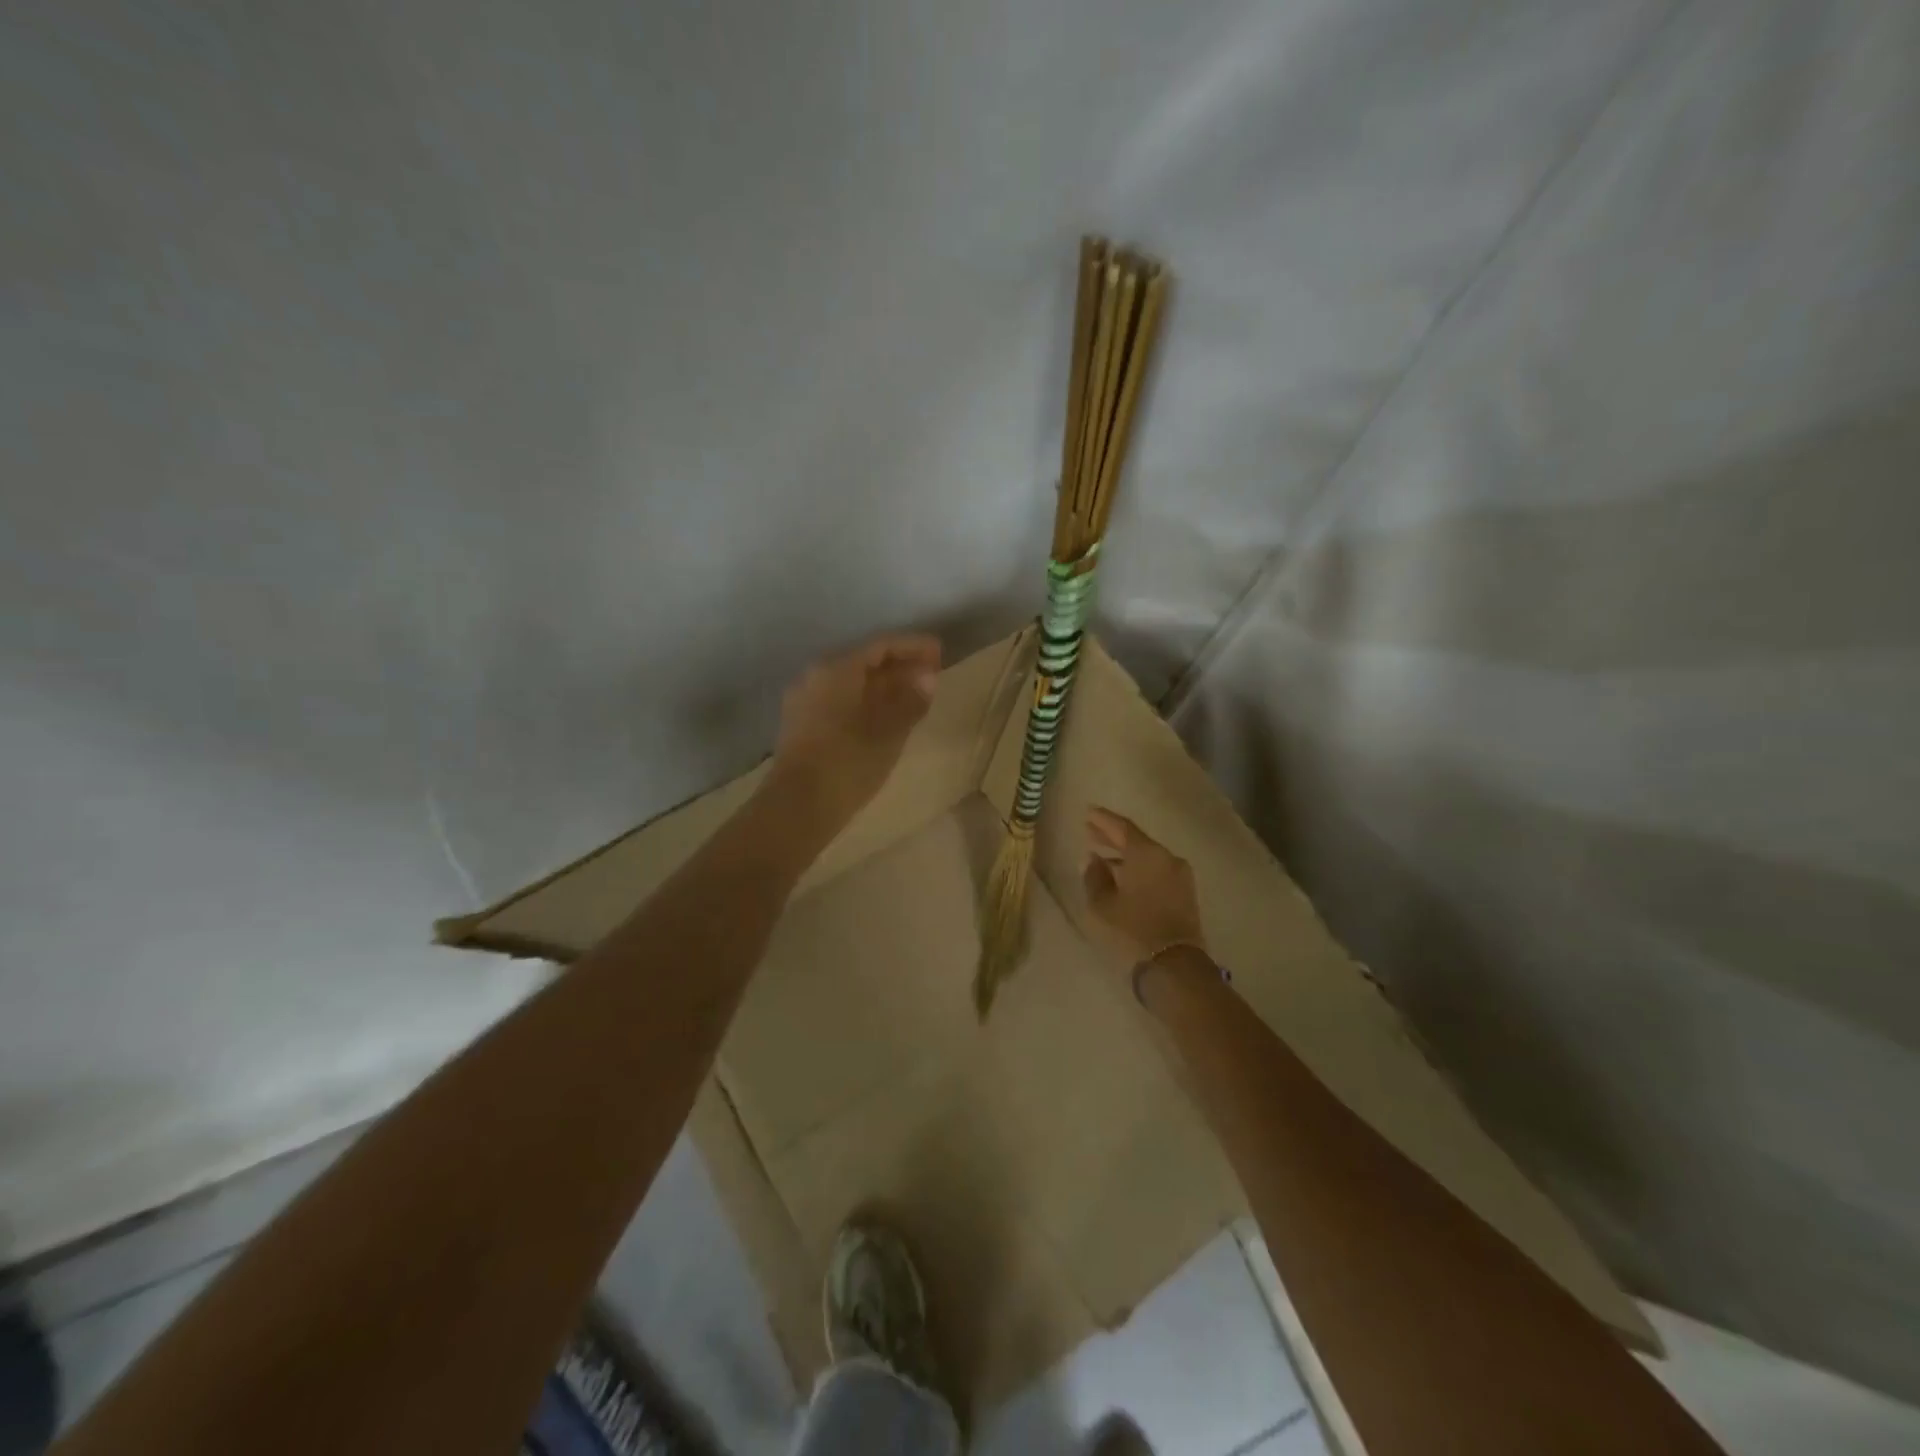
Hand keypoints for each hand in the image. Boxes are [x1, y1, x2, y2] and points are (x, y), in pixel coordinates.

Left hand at [769, 632, 941, 828]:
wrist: (798, 807)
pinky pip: (841, 700)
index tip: (940, 652)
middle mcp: (816, 676)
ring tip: (914, 696)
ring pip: (851, 683)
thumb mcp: (889, 732)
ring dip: (884, 686)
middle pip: (864, 661)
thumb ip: (910, 700)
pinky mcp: (802, 724)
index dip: (913, 647)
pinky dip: (866, 702)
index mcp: (836, 669)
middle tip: (931, 674)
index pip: (881, 646)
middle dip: (899, 666)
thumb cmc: (848, 763)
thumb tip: (927, 676)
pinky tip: (886, 716)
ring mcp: (805, 700)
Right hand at [1083, 807, 1207, 960]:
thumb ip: (1094, 876)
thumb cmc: (1132, 930)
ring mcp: (1180, 875)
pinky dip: (1140, 868)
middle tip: (1091, 831)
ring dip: (1126, 855)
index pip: (1123, 827)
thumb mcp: (1103, 904)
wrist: (1174, 964)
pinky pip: (1158, 870)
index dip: (1103, 819)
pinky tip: (1124, 876)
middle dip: (1113, 836)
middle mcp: (1167, 857)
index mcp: (1146, 854)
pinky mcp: (1186, 892)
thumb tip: (1092, 859)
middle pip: (1137, 840)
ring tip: (1102, 856)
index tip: (1088, 812)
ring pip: (1148, 856)